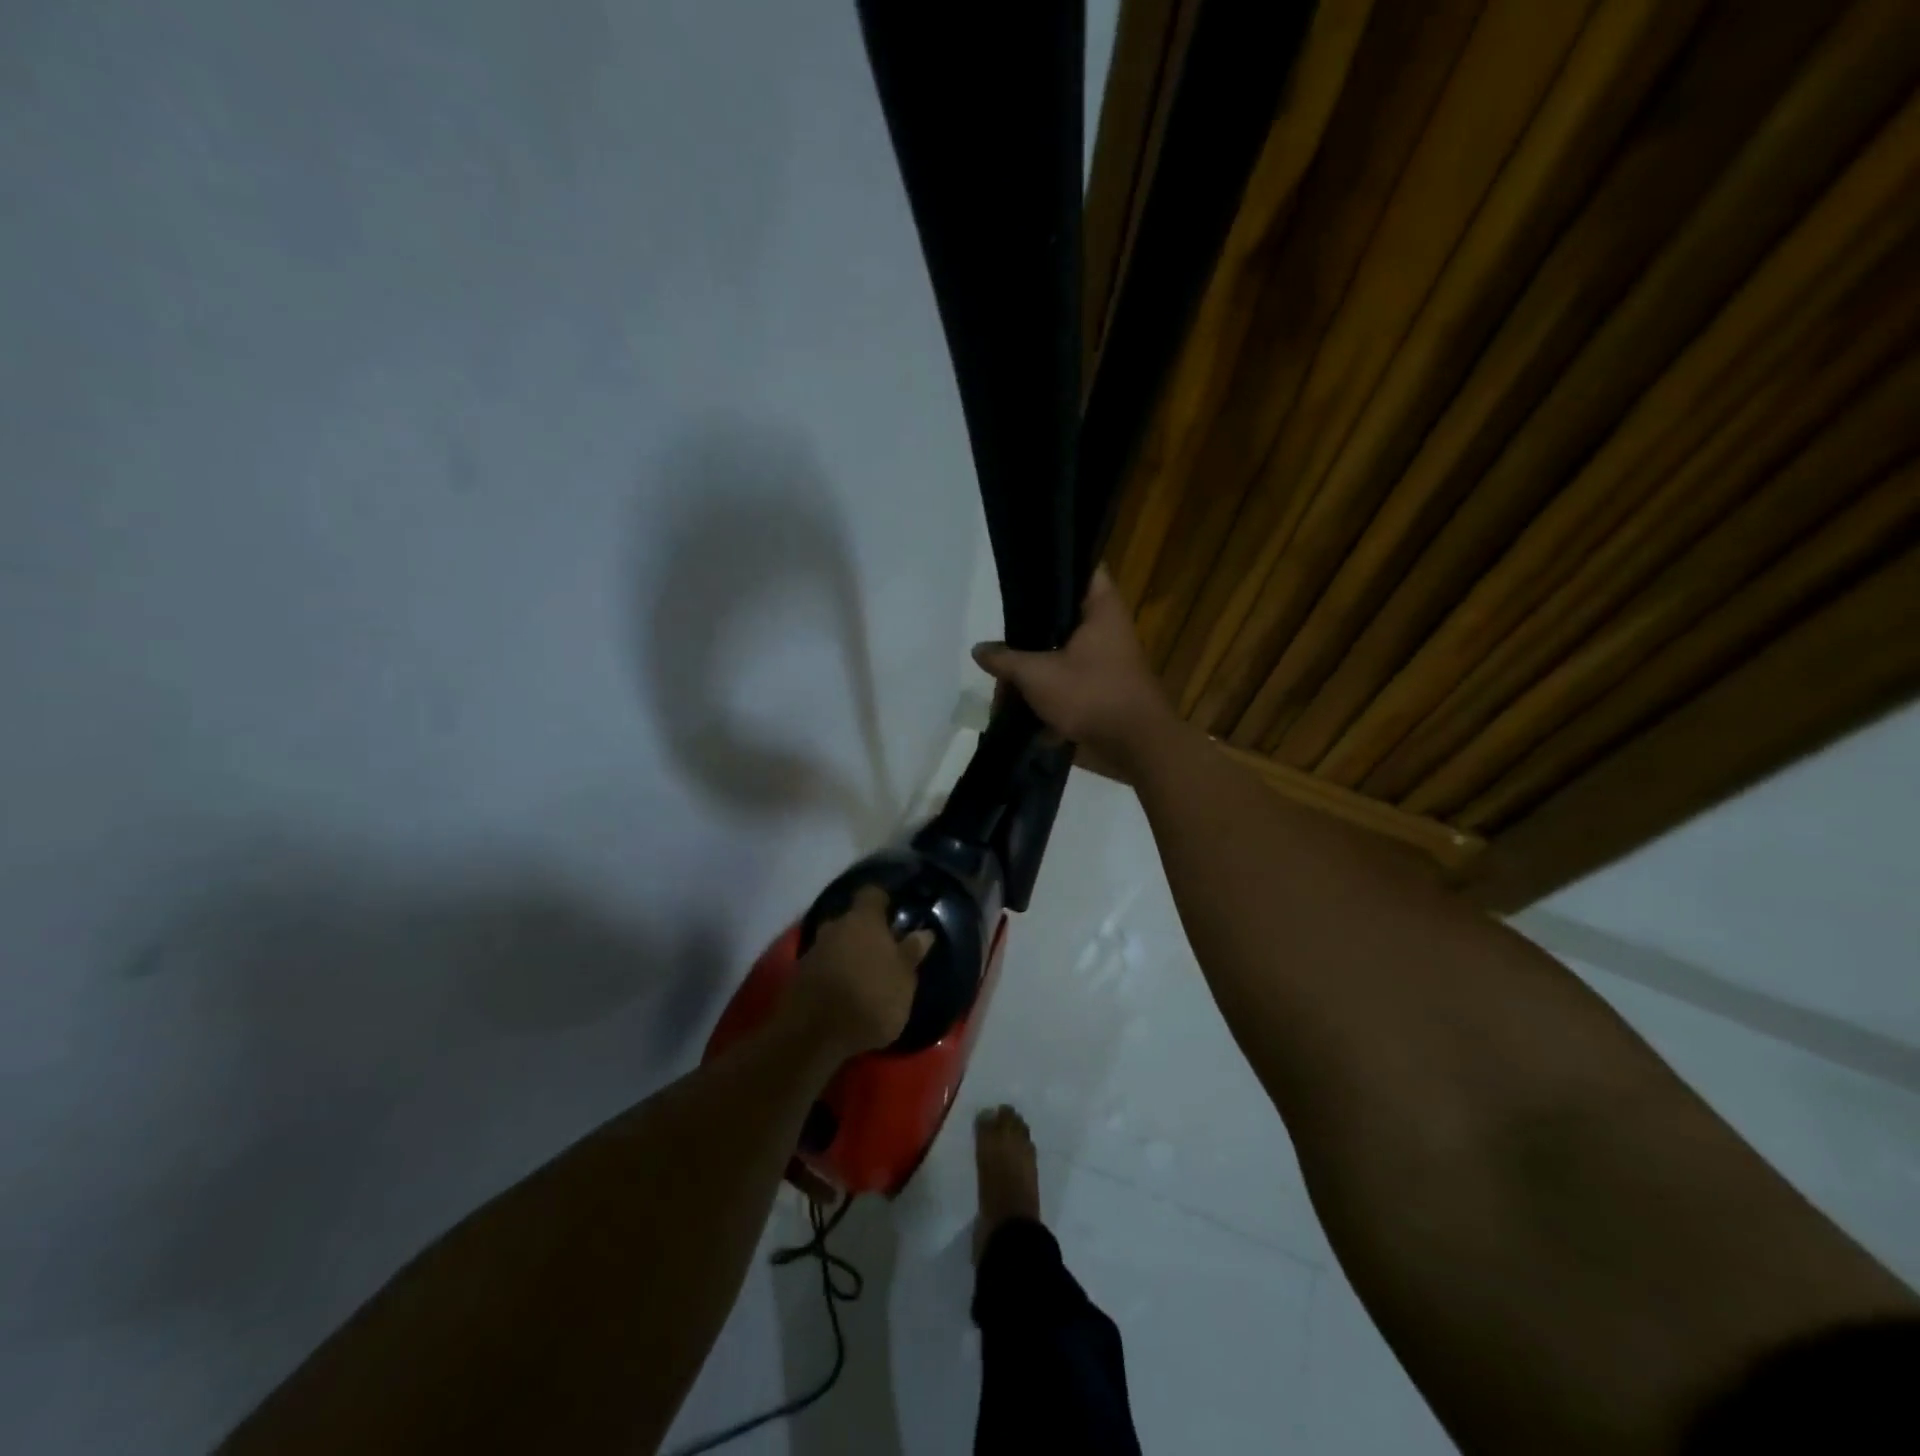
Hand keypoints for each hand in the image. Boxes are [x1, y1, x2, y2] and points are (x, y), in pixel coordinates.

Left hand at [784, 885, 932, 1058]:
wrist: (813, 1035)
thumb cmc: (870, 997)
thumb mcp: (904, 979)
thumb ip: (912, 952)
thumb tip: (924, 932)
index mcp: (863, 919)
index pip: (873, 894)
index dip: (884, 900)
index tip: (896, 912)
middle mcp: (835, 926)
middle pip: (852, 920)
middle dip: (865, 932)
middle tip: (883, 950)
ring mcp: (813, 950)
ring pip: (836, 943)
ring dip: (848, 955)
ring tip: (865, 977)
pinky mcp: (799, 977)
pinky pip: (823, 966)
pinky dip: (834, 975)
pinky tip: (846, 994)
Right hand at [971, 567, 1181, 779]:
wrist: (1135, 748)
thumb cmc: (1091, 695)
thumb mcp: (1037, 675)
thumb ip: (1005, 659)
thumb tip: (979, 649)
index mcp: (1102, 609)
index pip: (1082, 567)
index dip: (1054, 566)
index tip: (1024, 573)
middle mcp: (1107, 629)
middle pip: (1062, 617)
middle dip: (1030, 633)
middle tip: (1001, 640)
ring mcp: (1106, 661)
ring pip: (1061, 653)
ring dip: (1034, 669)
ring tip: (1003, 683)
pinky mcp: (1102, 690)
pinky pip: (1068, 682)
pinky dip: (1046, 692)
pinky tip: (1019, 705)